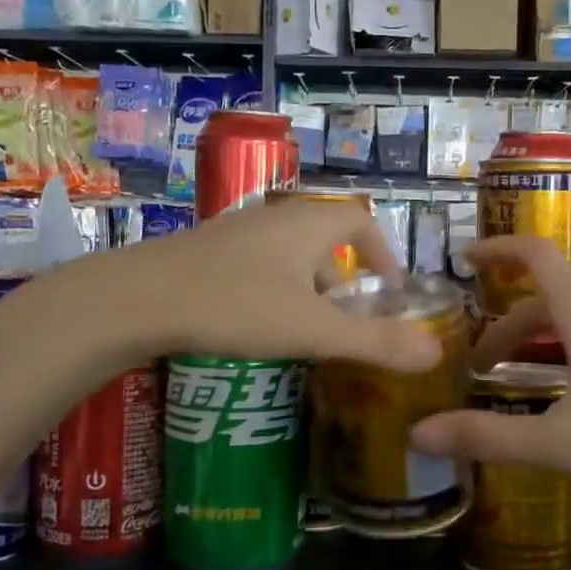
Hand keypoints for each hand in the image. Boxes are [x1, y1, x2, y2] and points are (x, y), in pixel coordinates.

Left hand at [127, 198, 441, 371]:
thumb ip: (374, 342)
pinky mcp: (206, 251)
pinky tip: (255, 322)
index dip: (382, 251)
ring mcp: (236, 231)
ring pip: (288, 251)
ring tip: (304, 327)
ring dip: (306, 284)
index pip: (360, 219)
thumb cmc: (234, 306)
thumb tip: (434, 352)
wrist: (135, 298)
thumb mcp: (311, 330)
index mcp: (307, 223)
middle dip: (343, 275)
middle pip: (325, 236)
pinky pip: (257, 263)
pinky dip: (273, 287)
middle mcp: (274, 217)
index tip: (388, 288)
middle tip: (346, 317)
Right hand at [412, 238, 570, 534]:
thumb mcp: (557, 444)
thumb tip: (417, 434)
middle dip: (510, 322)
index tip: (464, 260)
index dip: (498, 249)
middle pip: (552, 296)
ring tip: (522, 378)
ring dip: (544, 338)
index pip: (537, 255)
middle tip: (481, 363)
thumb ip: (486, 436)